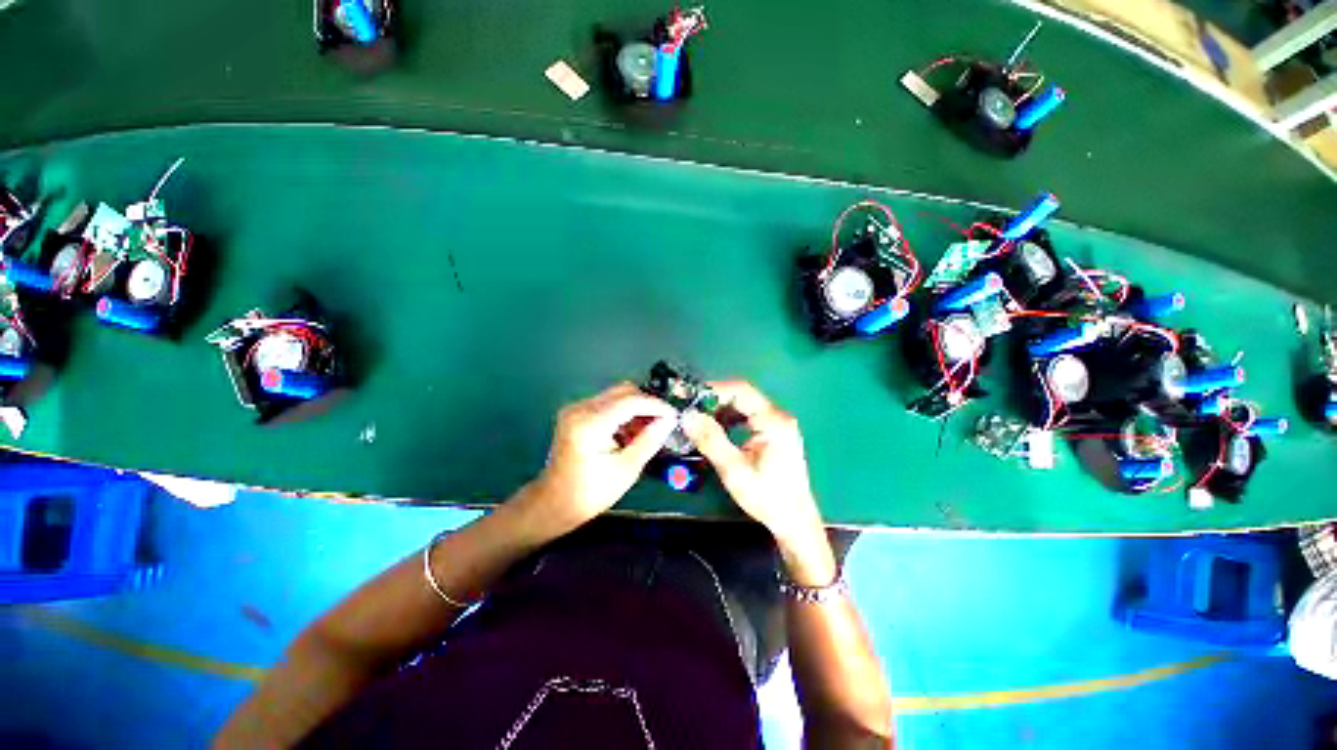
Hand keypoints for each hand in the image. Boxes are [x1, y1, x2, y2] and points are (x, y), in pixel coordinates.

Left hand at [526, 382, 678, 532]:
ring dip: (636, 408)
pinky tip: (630, 431)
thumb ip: (649, 440)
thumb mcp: (627, 469)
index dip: (656, 405)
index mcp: (591, 423)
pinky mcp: (575, 413)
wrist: (554, 503)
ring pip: (616, 395)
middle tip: (664, 422)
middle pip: (623, 391)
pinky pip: (606, 403)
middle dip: (647, 404)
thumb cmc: (591, 492)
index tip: (674, 415)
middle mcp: (581, 408)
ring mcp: (576, 408)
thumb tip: (669, 420)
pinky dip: (623, 412)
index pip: (631, 401)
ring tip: (648, 429)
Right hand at [682, 381, 836, 586]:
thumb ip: (711, 440)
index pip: (741, 391)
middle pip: (743, 396)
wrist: (794, 521)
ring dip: (722, 410)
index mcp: (773, 421)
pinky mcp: (775, 434)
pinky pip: (749, 417)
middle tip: (691, 408)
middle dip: (715, 400)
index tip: (691, 396)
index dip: (714, 390)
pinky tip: (717, 429)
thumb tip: (688, 416)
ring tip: (699, 419)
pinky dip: (731, 419)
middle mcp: (778, 417)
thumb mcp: (734, 469)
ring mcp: (778, 425)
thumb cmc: (766, 497)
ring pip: (745, 406)